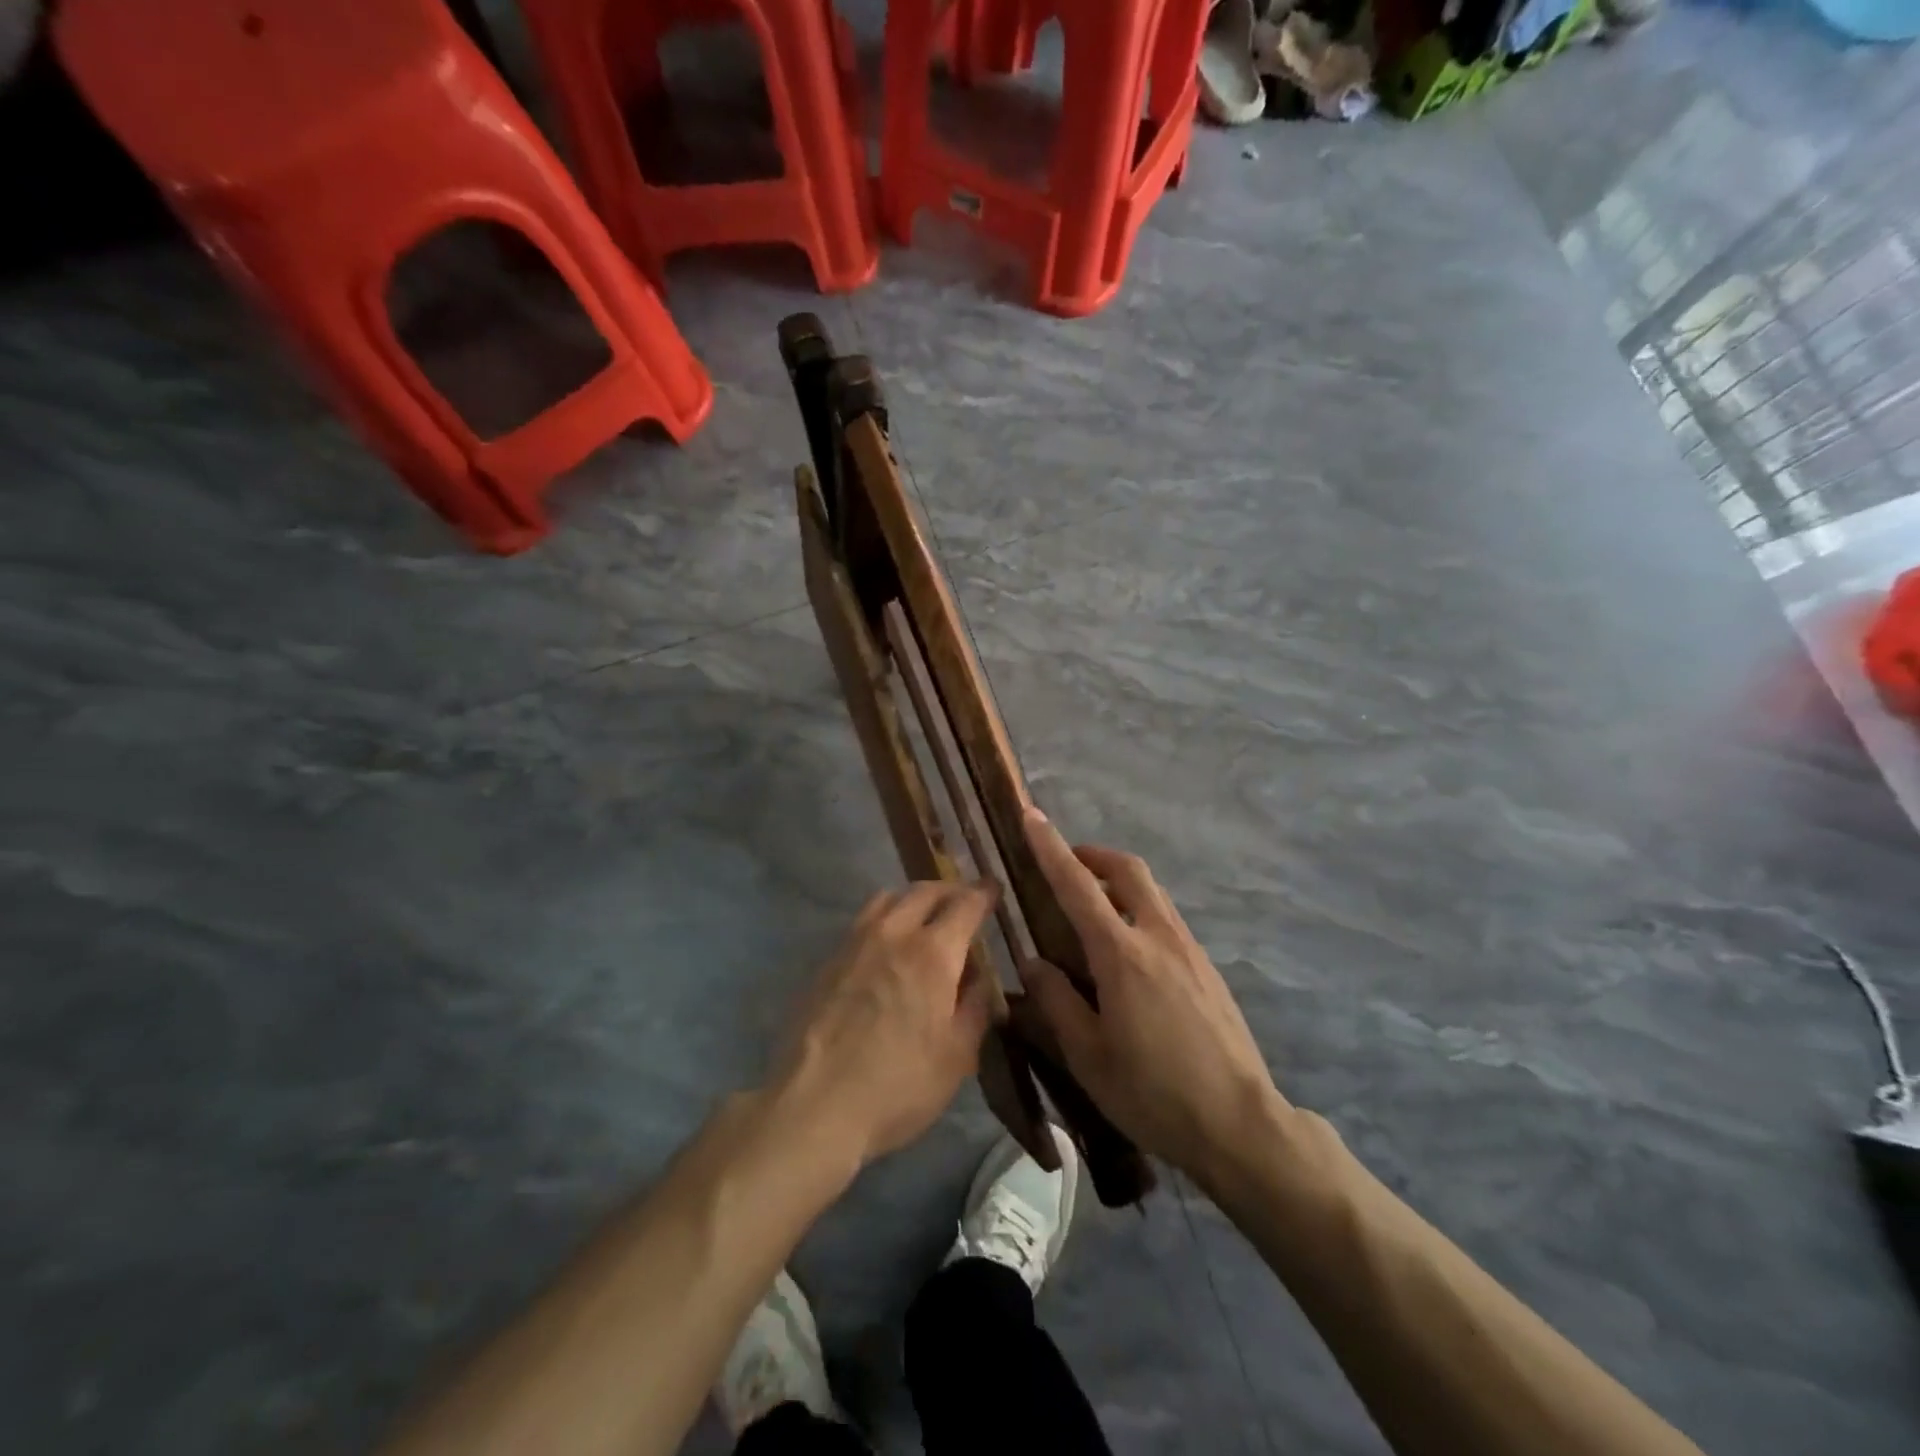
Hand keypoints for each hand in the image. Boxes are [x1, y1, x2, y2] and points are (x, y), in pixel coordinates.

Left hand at [770, 881, 997, 1165]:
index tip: (993, 889)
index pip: (965, 904)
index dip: (983, 893)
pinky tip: (887, 946)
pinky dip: (885, 919)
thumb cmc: (899, 1085)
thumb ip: (974, 1008)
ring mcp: (855, 943)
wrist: (815, 1104)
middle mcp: (894, 934)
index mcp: (933, 953)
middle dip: (950, 890)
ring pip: (888, 899)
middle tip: (964, 901)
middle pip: (925, 891)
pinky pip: (863, 921)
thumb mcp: (957, 1057)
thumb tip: (980, 979)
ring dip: (913, 899)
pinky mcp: (828, 960)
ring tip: (924, 917)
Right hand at [1019, 809, 1286, 1181]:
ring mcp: (1189, 949)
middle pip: (1128, 869)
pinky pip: (1166, 917)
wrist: (1240, 1124)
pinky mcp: (1207, 967)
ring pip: (1152, 891)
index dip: (1051, 848)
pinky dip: (1139, 909)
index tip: (1031, 816)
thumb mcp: (1088, 1056)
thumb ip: (1056, 1002)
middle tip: (1067, 865)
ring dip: (1118, 881)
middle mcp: (1158, 937)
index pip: (1078, 885)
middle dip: (1094, 855)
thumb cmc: (1154, 1093)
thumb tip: (1033, 962)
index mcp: (1122, 955)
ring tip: (1092, 907)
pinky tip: (1127, 951)